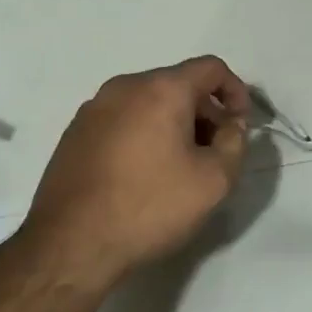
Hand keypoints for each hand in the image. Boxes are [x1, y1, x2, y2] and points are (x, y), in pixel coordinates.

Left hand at [23, 54, 251, 284]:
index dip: (235, 91)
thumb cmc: (150, 207)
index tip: (241, 125)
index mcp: (160, 89)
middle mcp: (124, 86)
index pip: (210, 68)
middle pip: (178, 84)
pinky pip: (122, 119)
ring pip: (148, 102)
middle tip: (213, 153)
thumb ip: (235, 143)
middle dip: (204, 112)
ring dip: (173, 124)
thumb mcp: (213, 181)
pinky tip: (142, 174)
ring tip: (178, 167)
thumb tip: (232, 124)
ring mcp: (94, 108)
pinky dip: (143, 133)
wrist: (71, 244)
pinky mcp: (74, 132)